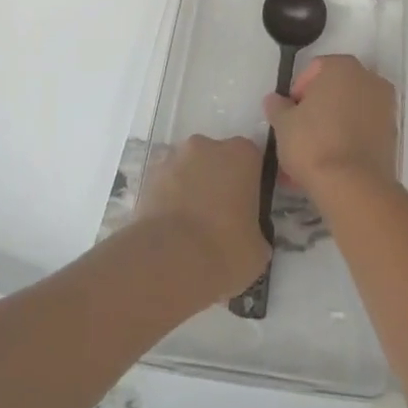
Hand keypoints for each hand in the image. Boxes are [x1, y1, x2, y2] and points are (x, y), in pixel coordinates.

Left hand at [134, 135, 270, 302]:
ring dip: (191, 189)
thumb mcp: (258, 250)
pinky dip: (168, 199)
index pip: (251, 161)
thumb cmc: (224, 250)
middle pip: (218, 160)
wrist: (168, 262)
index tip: (246, 211)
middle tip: (218, 220)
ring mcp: (175, 157)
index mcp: (242, 154)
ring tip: (189, 229)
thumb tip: (250, 237)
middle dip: (218, 183)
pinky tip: (170, 230)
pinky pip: (166, 184)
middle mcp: (208, 145)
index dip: (248, 186)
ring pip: (189, 170)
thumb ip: (257, 232)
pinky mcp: (149, 175)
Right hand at [264, 55, 397, 200]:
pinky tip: (331, 166)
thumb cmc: (313, 143)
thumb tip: (275, 100)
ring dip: (332, 127)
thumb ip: (278, 107)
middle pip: (335, 90)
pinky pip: (363, 132)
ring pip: (349, 113)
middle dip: (317, 110)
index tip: (289, 116)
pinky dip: (348, 142)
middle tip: (300, 135)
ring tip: (313, 157)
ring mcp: (385, 106)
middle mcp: (368, 78)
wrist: (353, 187)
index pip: (314, 70)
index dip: (298, 92)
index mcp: (342, 66)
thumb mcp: (283, 124)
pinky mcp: (392, 135)